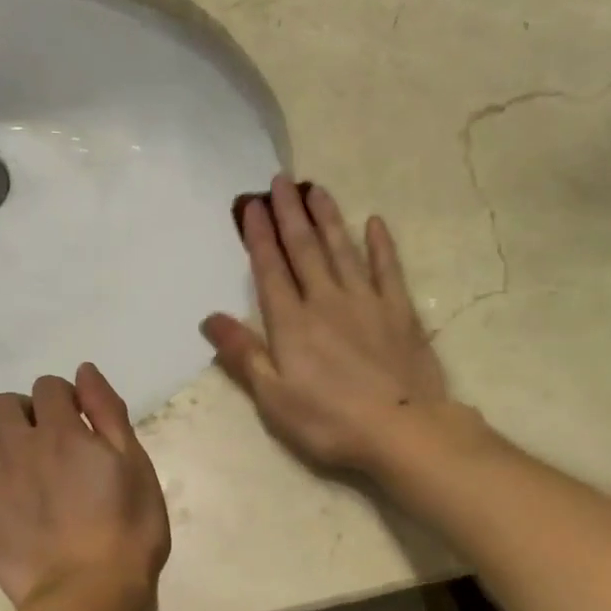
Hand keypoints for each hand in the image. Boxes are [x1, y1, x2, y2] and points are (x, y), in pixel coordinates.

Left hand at [0, 364, 170, 608]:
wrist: (90, 592)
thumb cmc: (128, 528)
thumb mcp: (136, 465)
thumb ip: (108, 413)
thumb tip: (83, 372)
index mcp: (62, 432)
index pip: (49, 386)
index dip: (65, 398)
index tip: (82, 423)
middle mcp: (20, 447)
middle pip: (3, 405)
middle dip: (26, 413)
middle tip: (51, 443)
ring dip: (2, 443)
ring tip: (27, 472)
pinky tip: (1, 494)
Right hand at [201, 175, 453, 471]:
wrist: (401, 430)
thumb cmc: (329, 421)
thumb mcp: (273, 398)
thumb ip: (243, 355)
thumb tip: (209, 318)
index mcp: (292, 323)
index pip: (270, 270)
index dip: (259, 237)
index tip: (252, 204)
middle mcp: (326, 301)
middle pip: (304, 250)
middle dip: (289, 214)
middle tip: (280, 180)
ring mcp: (367, 302)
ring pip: (342, 250)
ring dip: (327, 219)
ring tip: (316, 189)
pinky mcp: (400, 312)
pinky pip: (388, 269)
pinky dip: (381, 245)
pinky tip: (375, 223)